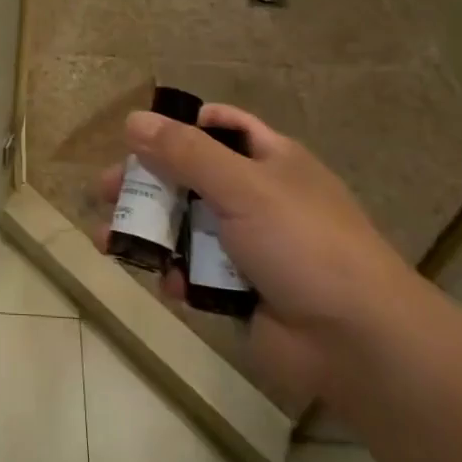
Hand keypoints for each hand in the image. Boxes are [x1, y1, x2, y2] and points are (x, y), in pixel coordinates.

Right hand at [99, 103, 419, 401]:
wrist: (357, 341)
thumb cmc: (303, 243)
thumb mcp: (242, 185)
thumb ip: (184, 152)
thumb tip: (132, 119)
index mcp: (271, 160)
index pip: (222, 126)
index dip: (183, 125)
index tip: (140, 136)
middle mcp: (259, 197)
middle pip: (191, 177)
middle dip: (147, 183)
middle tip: (105, 191)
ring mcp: (249, 246)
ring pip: (186, 227)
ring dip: (149, 232)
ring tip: (108, 241)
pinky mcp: (240, 290)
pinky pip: (195, 271)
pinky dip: (176, 275)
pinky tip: (165, 284)